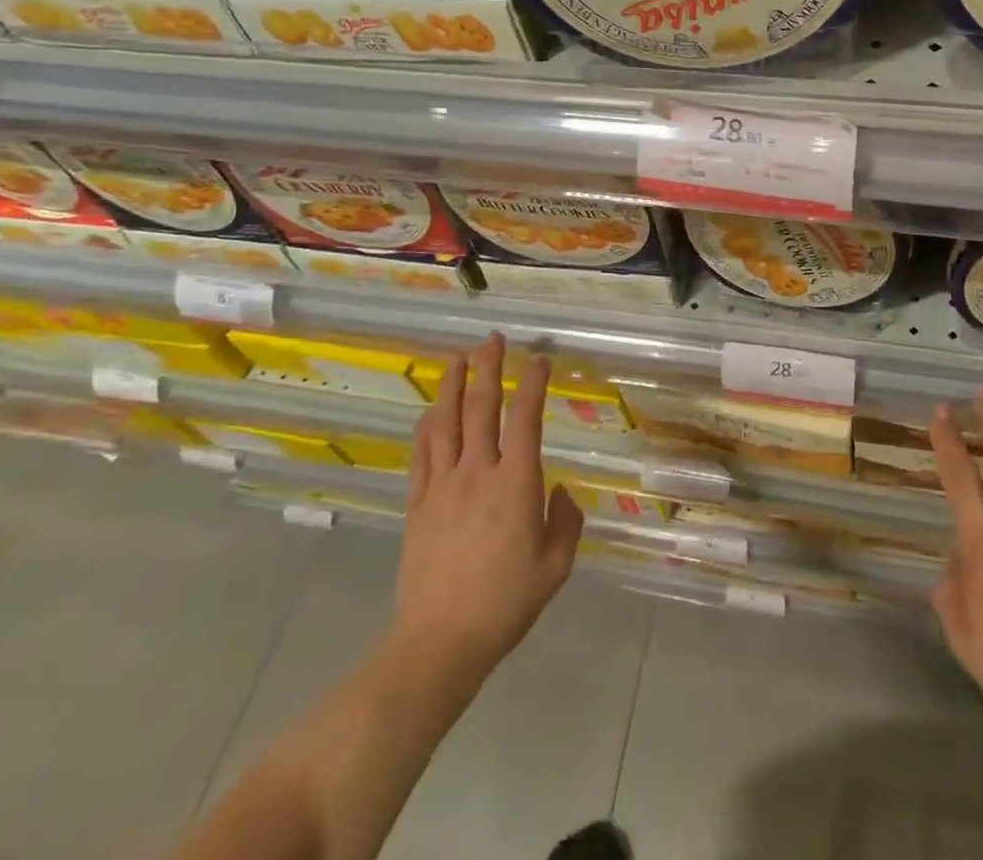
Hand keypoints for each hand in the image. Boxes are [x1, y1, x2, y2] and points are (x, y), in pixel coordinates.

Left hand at [396, 334, 583, 681]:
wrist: (440, 642)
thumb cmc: (506, 603)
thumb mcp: (556, 566)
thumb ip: (565, 521)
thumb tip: (558, 491)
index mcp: (516, 483)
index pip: (526, 418)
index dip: (534, 383)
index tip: (541, 360)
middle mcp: (478, 472)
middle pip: (482, 407)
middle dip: (488, 367)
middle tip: (493, 340)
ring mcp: (443, 485)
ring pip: (446, 422)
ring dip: (453, 385)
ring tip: (458, 359)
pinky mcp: (418, 504)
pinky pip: (422, 453)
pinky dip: (427, 425)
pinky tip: (431, 410)